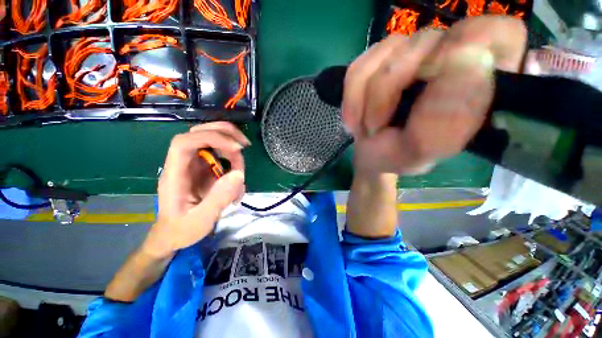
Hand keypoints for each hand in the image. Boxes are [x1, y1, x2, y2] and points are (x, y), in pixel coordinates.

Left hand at [143, 122, 249, 257]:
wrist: (173, 234)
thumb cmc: (181, 229)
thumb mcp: (200, 220)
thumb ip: (219, 198)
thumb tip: (238, 175)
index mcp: (175, 174)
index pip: (186, 142)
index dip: (212, 138)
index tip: (236, 149)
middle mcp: (184, 164)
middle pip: (199, 133)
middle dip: (224, 134)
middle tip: (245, 145)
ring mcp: (195, 165)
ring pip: (213, 142)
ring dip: (232, 152)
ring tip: (240, 173)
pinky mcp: (205, 169)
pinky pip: (221, 156)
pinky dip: (233, 162)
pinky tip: (237, 179)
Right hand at [343, 16, 526, 174]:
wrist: (370, 154)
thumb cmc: (397, 156)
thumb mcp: (418, 153)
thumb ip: (442, 123)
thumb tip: (468, 58)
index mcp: (480, 80)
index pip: (497, 33)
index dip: (470, 46)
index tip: (434, 82)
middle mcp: (449, 54)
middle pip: (424, 42)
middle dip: (388, 91)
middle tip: (377, 127)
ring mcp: (412, 52)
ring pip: (385, 52)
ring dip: (365, 98)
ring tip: (366, 127)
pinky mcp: (380, 57)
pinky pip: (359, 65)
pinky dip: (351, 96)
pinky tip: (354, 119)